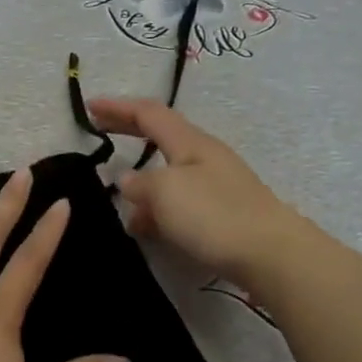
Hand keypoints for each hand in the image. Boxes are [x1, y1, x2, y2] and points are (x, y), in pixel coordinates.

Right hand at [87, 98, 310, 281]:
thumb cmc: (215, 215)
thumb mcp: (165, 192)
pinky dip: (156, 208)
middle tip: (99, 128)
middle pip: (160, 136)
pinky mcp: (221, 214)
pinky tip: (146, 229)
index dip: (117, 107)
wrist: (272, 255)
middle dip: (128, 130)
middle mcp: (203, 157)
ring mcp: (215, 186)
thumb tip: (128, 180)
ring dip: (140, 180)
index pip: (148, 113)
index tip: (89, 105)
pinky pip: (178, 202)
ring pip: (168, 173)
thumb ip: (139, 184)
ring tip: (117, 198)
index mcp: (190, 142)